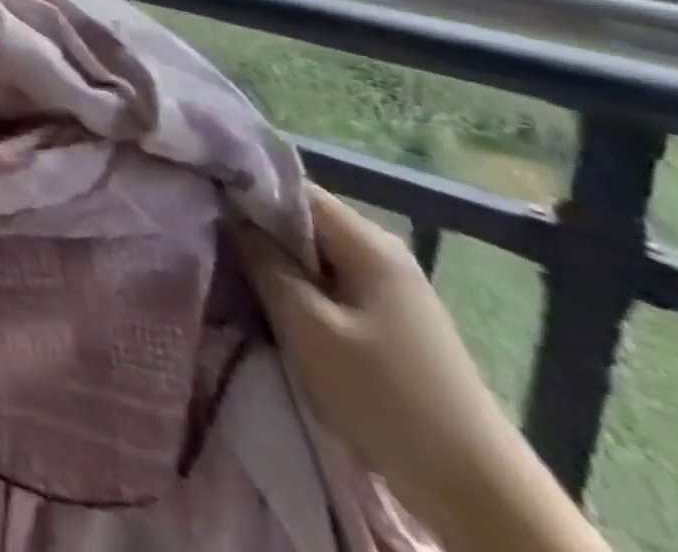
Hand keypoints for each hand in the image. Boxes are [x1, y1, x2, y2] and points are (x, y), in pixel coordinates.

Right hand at [234, 187, 534, 538]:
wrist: (478, 493)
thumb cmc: (384, 397)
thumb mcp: (307, 326)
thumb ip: (263, 261)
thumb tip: (228, 213)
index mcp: (367, 241)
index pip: (291, 187)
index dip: (243, 186)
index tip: (199, 193)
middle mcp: (380, 251)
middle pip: (301, 217)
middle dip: (253, 224)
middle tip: (204, 231)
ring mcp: (388, 286)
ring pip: (311, 251)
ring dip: (272, 257)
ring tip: (226, 262)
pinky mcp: (387, 318)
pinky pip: (326, 280)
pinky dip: (294, 283)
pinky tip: (267, 296)